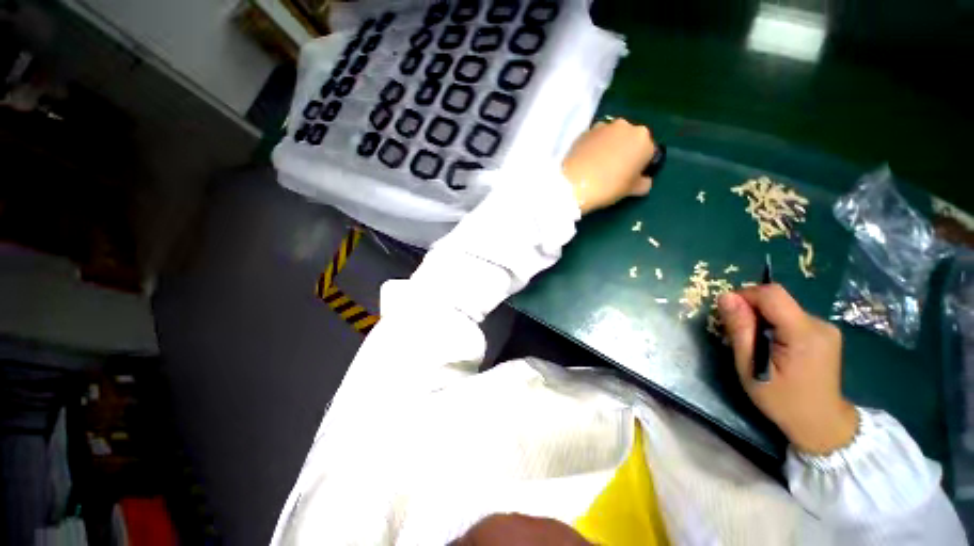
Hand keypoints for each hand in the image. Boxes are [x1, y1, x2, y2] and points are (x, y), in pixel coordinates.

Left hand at [562, 118, 656, 214]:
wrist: (574, 184)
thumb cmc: (608, 187)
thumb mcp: (631, 190)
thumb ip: (643, 183)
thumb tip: (644, 181)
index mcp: (643, 139)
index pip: (648, 151)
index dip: (639, 165)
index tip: (630, 176)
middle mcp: (626, 126)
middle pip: (629, 139)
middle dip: (625, 151)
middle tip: (613, 170)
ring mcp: (603, 126)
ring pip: (611, 136)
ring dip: (609, 146)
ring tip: (598, 165)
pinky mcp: (585, 131)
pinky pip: (594, 139)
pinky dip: (593, 146)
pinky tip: (586, 161)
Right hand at [717, 285, 857, 454]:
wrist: (822, 424)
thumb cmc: (782, 400)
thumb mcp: (750, 368)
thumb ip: (740, 330)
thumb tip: (725, 297)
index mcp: (804, 333)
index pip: (772, 294)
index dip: (745, 295)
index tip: (729, 314)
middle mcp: (820, 324)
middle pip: (777, 300)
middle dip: (751, 310)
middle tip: (740, 335)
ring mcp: (825, 328)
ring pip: (783, 308)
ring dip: (762, 319)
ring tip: (756, 345)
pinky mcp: (825, 333)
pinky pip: (791, 317)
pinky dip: (774, 325)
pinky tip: (772, 346)